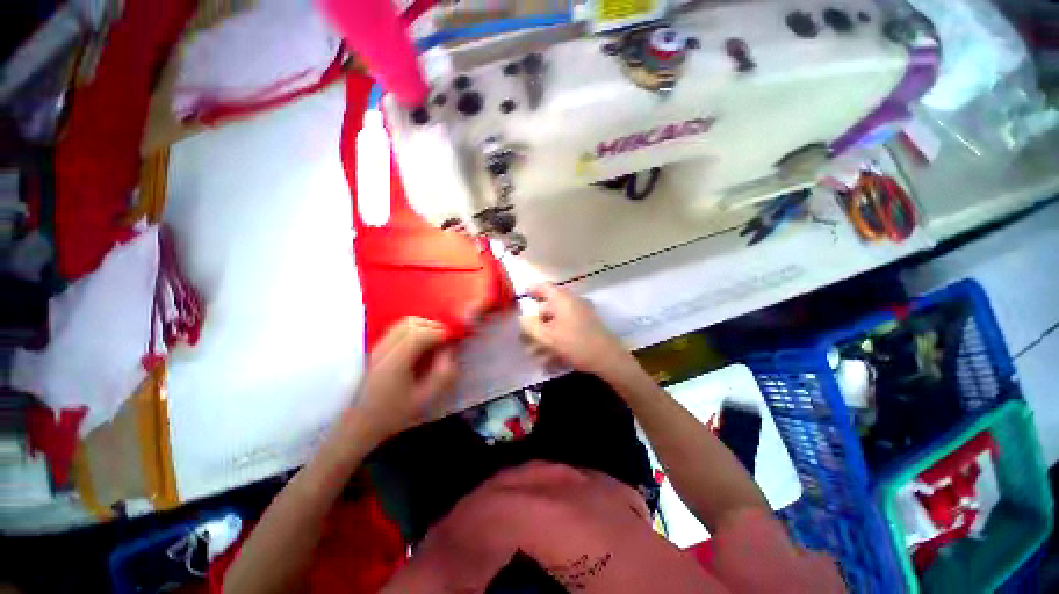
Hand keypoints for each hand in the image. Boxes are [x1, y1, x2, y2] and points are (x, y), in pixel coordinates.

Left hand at [351, 317, 457, 443]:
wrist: (359, 424)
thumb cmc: (394, 414)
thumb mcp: (425, 400)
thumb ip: (443, 374)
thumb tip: (450, 351)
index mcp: (396, 362)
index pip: (421, 333)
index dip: (441, 332)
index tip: (453, 340)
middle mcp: (384, 349)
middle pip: (412, 323)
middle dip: (433, 326)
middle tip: (445, 340)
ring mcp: (378, 346)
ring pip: (404, 323)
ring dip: (423, 326)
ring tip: (434, 341)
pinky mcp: (376, 348)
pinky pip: (398, 329)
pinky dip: (413, 330)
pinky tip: (419, 345)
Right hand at [519, 284, 633, 380]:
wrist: (608, 359)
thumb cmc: (575, 343)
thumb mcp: (547, 336)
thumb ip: (529, 326)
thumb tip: (522, 318)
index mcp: (562, 299)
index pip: (543, 287)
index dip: (530, 291)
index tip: (519, 298)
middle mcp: (572, 303)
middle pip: (547, 308)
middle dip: (535, 325)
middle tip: (525, 339)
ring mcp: (580, 315)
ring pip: (556, 322)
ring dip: (544, 337)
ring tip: (535, 355)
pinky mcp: (586, 328)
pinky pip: (565, 330)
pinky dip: (556, 341)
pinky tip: (549, 360)